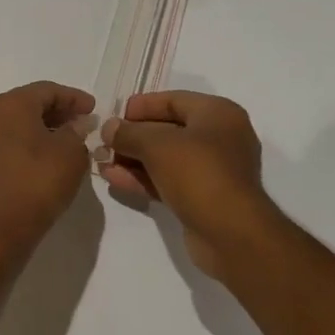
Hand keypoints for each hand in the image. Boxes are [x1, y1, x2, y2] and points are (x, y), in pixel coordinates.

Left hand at [0, 81, 96, 243]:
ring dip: (42, 128)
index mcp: (11, 104)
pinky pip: (7, 142)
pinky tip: (45, 157)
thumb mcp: (71, 154)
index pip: (47, 90)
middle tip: (82, 123)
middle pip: (29, 103)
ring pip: (16, 123)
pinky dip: (27, 142)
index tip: (94, 109)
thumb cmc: (38, 182)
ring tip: (67, 141)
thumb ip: (77, 131)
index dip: (74, 98)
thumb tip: (77, 124)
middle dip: (57, 111)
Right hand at [100, 91, 284, 274]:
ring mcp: (213, 169)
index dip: (141, 106)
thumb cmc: (198, 173)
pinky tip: (115, 180)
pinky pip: (169, 180)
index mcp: (218, 114)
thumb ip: (128, 133)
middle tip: (104, 142)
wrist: (231, 233)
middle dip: (133, 136)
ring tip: (102, 162)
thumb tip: (109, 128)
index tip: (114, 116)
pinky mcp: (204, 197)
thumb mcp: (157, 145)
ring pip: (166, 157)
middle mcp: (220, 137)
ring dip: (134, 159)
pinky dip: (144, 178)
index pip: (173, 100)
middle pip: (168, 129)